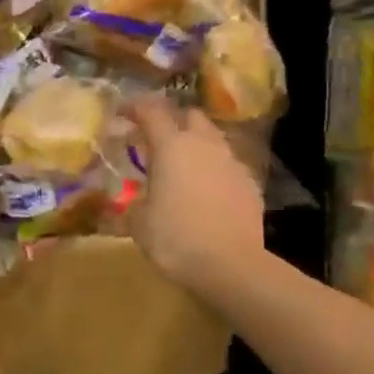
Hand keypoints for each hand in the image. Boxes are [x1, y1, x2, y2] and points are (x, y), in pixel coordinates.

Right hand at [123, 95, 264, 294]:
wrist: (231, 266)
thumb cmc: (175, 238)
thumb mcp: (138, 222)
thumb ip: (135, 200)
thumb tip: (135, 200)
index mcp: (171, 147)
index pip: (151, 111)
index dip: (135, 107)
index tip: (123, 113)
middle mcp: (204, 145)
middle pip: (190, 116)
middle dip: (173, 121)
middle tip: (156, 140)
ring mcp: (232, 163)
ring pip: (213, 139)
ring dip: (196, 145)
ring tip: (182, 166)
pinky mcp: (250, 184)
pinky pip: (228, 166)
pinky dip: (214, 170)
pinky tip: (205, 191)